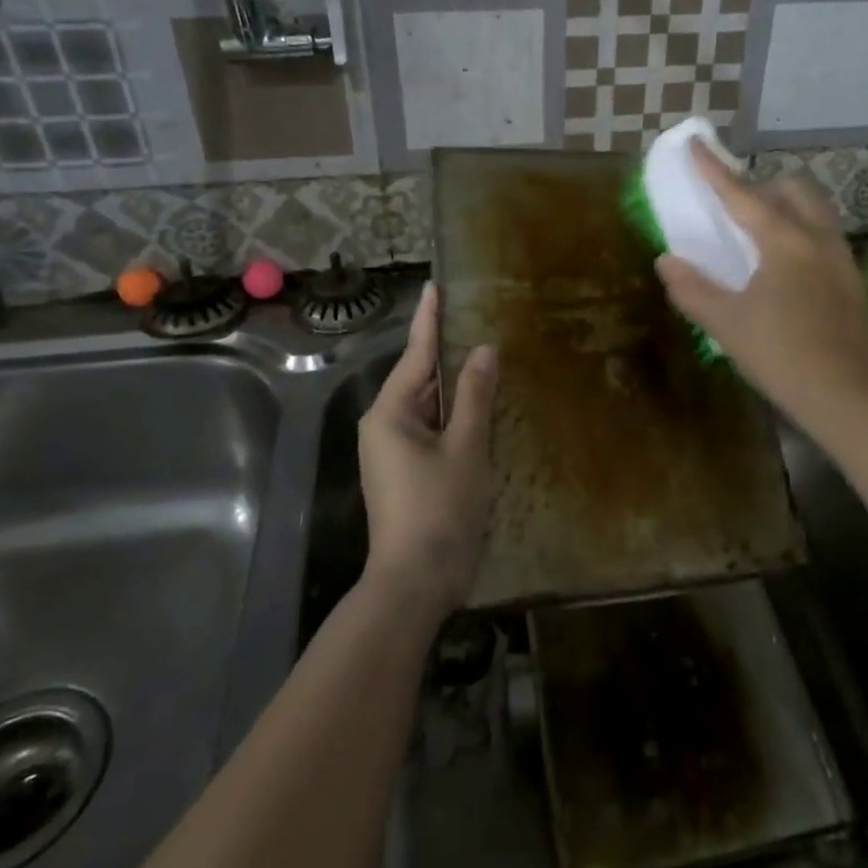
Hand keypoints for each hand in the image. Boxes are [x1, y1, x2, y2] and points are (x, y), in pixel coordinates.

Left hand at [358, 283, 498, 618]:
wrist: (415, 582)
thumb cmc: (440, 509)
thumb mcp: (466, 448)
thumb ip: (475, 396)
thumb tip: (483, 350)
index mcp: (390, 413)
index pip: (416, 354)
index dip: (430, 318)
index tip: (436, 285)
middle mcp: (384, 426)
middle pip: (421, 379)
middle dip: (448, 353)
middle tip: (477, 319)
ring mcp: (392, 451)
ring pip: (428, 406)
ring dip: (455, 387)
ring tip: (483, 355)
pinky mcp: (404, 472)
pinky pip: (430, 429)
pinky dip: (454, 415)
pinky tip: (478, 406)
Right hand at [656, 143, 867, 434]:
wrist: (847, 396)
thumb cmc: (781, 356)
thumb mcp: (726, 323)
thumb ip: (692, 288)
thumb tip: (666, 261)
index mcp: (784, 241)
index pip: (742, 194)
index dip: (714, 169)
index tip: (696, 143)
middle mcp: (818, 237)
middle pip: (792, 188)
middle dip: (761, 185)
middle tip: (735, 205)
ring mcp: (842, 257)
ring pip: (814, 209)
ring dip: (785, 206)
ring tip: (759, 233)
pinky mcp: (852, 279)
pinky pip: (823, 234)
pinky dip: (800, 230)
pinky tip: (785, 266)